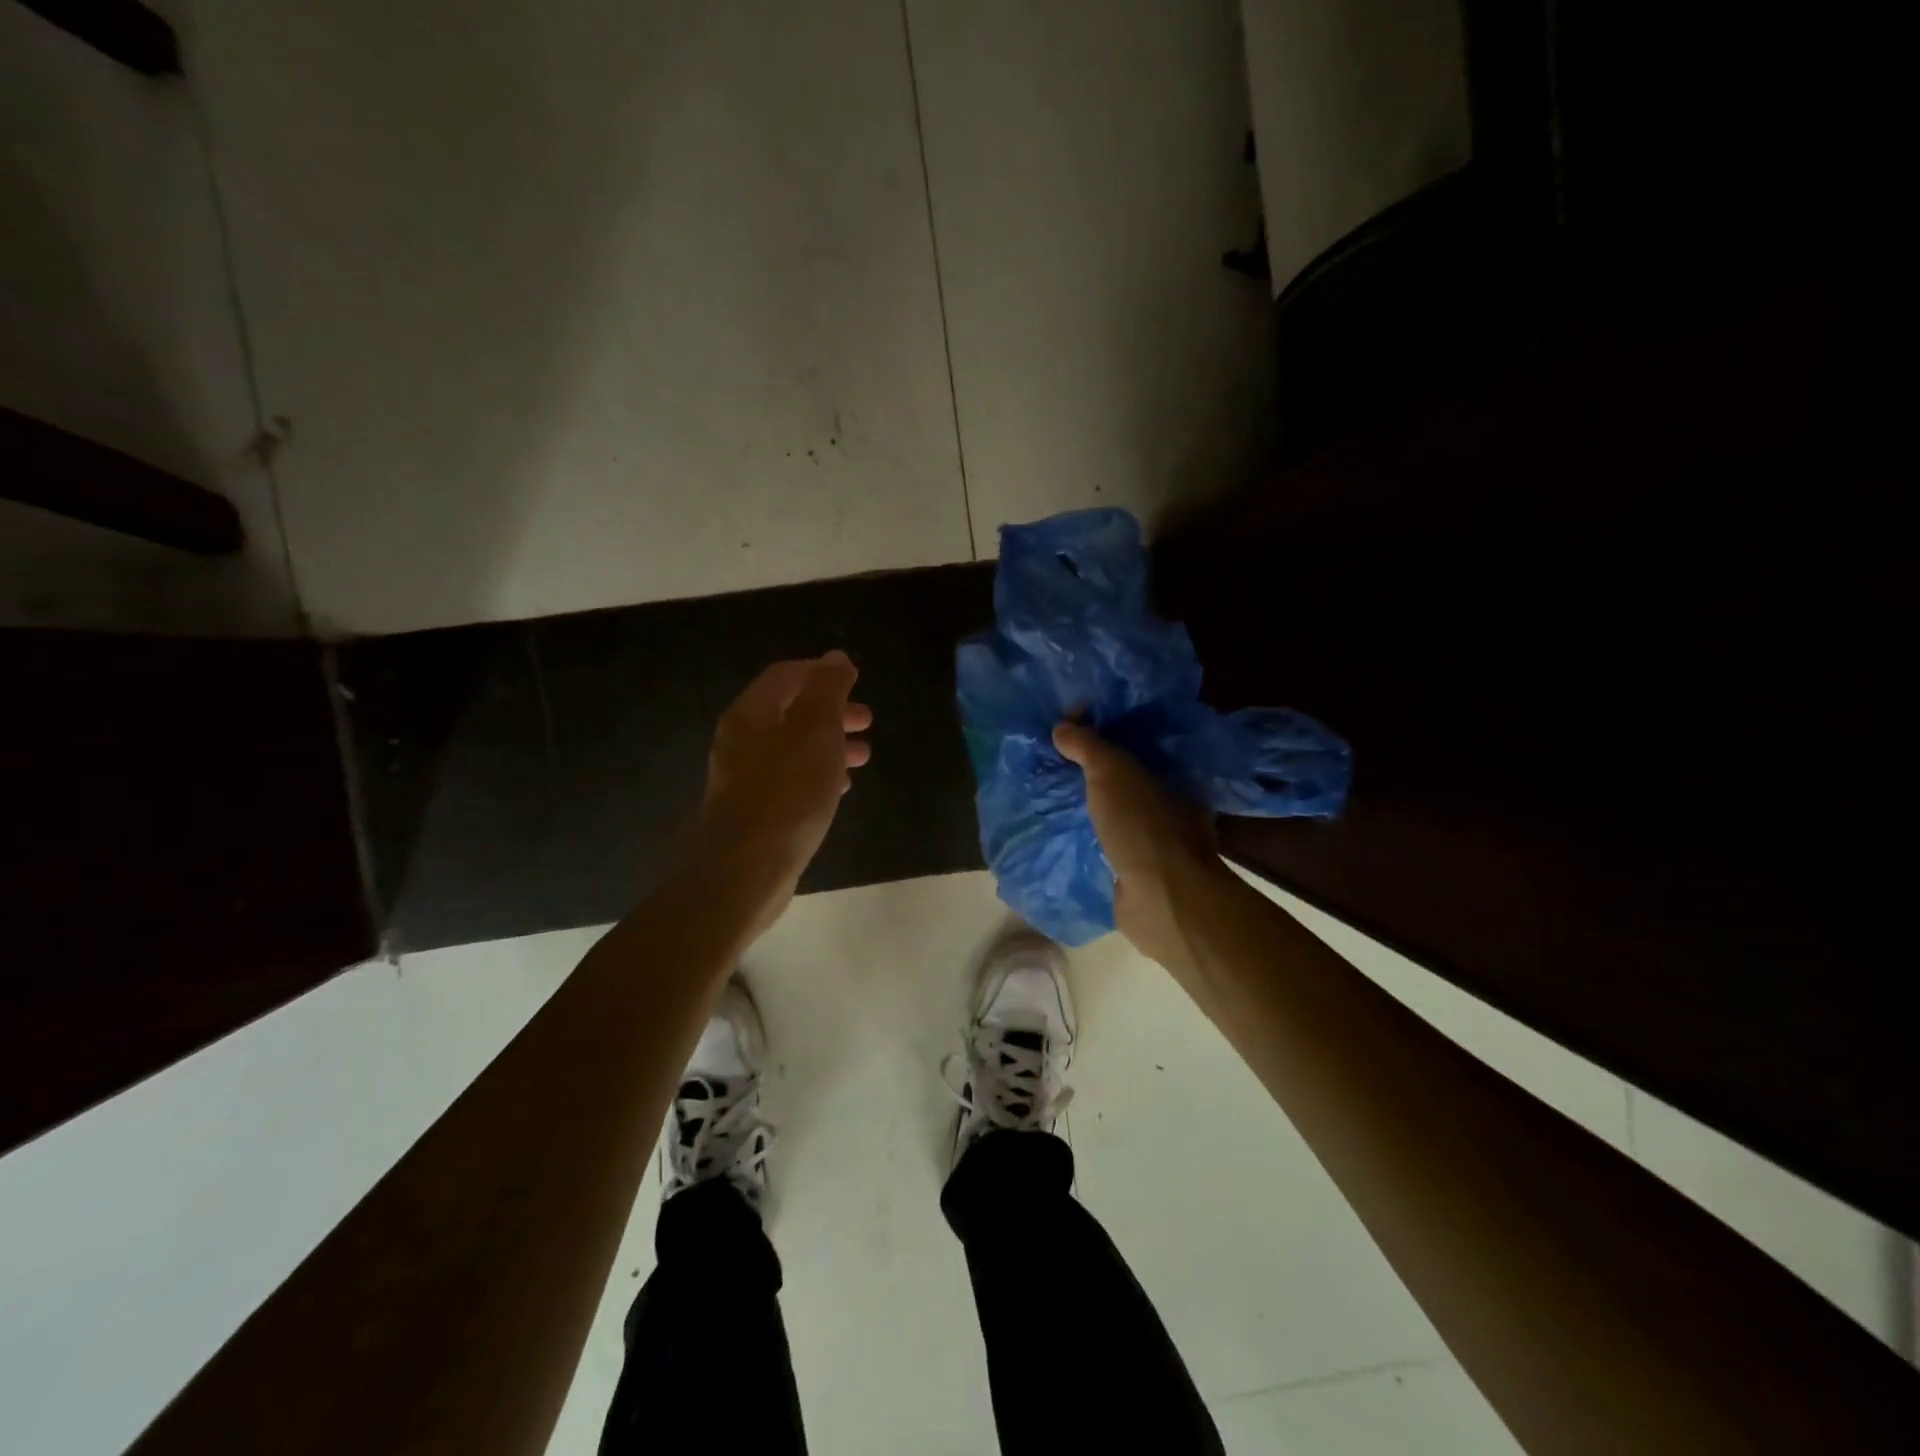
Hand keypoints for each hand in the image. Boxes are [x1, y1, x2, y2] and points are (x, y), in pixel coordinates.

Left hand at [687, 651, 871, 934]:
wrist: (747, 869)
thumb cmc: (788, 793)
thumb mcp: (816, 732)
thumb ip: (827, 690)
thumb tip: (835, 658)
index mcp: (752, 714)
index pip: (786, 676)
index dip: (821, 672)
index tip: (856, 682)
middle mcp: (741, 739)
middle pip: (791, 711)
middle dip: (832, 711)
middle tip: (867, 720)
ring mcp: (744, 776)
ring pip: (793, 747)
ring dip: (829, 744)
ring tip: (863, 756)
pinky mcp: (754, 809)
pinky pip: (789, 778)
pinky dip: (817, 773)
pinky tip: (840, 788)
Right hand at [1053, 721, 1225, 968]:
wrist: (1161, 899)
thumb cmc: (1143, 826)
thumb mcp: (1112, 772)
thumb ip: (1089, 745)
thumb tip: (1062, 726)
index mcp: (1173, 776)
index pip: (1135, 743)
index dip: (1102, 732)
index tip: (1067, 730)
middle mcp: (1169, 806)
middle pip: (1123, 778)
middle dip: (1089, 770)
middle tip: (1051, 760)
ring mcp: (1154, 842)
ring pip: (1114, 812)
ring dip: (1087, 805)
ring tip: (1048, 794)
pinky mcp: (1136, 871)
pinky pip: (1106, 843)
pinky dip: (1087, 836)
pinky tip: (1060, 831)